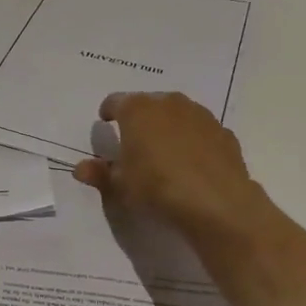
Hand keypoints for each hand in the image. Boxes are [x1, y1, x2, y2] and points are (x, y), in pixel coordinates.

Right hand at [71, 92, 264, 243]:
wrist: (217, 203)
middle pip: (148, 104)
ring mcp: (201, 115)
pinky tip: (192, 164)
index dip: (108, 113)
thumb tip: (80, 168)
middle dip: (140, 119)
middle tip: (134, 142)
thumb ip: (99, 173)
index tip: (106, 125)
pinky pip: (200, 132)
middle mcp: (169, 103)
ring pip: (177, 115)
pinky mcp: (224, 133)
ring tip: (164, 153)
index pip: (115, 102)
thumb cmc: (157, 188)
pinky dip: (193, 141)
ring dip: (168, 127)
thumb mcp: (120, 185)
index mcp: (137, 109)